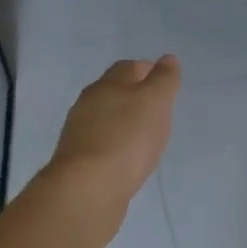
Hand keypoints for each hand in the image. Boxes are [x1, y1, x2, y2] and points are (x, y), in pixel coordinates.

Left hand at [44, 56, 181, 211]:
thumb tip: (167, 59)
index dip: (148, 71)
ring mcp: (80, 133)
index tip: (166, 84)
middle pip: (114, 91)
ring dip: (124, 122)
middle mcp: (88, 103)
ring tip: (145, 136)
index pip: (129, 68)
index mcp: (107, 84)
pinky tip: (127, 158)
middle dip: (135, 96)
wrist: (88, 188)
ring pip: (106, 118)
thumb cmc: (127, 138)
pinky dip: (116, 145)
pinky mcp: (79, 161)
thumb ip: (163, 80)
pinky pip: (102, 144)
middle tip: (158, 110)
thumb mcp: (154, 103)